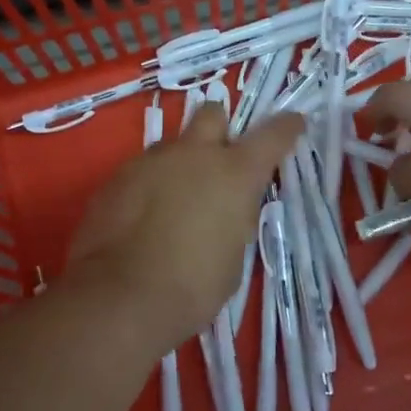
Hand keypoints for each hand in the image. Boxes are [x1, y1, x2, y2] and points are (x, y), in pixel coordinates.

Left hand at [64, 104, 304, 352]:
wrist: (120, 297)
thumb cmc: (193, 287)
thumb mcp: (234, 256)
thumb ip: (234, 219)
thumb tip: (225, 210)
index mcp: (234, 173)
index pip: (272, 136)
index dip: (286, 127)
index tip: (294, 122)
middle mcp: (194, 154)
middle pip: (212, 114)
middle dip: (219, 129)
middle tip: (218, 158)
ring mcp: (151, 161)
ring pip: (172, 144)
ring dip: (180, 162)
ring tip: (174, 199)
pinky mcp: (117, 177)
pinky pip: (141, 169)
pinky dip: (149, 184)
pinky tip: (143, 216)